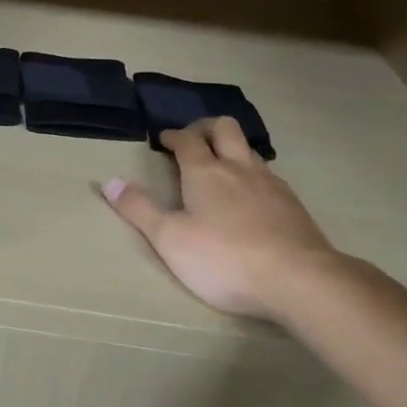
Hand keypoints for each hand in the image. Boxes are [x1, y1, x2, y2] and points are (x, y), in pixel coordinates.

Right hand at [104, 118, 337, 317]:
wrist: (298, 279)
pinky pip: (269, 175)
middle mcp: (239, 168)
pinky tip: (252, 197)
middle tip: (193, 137)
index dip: (173, 135)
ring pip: (250, 151)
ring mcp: (271, 184)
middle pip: (224, 129)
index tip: (163, 138)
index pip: (187, 140)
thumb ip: (139, 209)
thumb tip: (108, 181)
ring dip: (232, 149)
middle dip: (206, 127)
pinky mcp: (293, 205)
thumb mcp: (169, 239)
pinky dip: (253, 175)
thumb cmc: (224, 259)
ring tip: (222, 166)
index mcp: (205, 172)